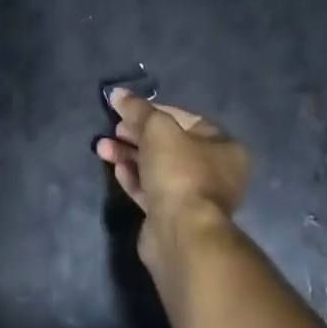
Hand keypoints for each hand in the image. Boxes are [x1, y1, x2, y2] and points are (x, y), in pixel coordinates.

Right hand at [97, 91, 249, 255]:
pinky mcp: (173, 217)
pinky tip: (116, 169)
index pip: (186, 119)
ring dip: (129, 155)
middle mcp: (214, 171)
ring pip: (157, 167)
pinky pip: (151, 190)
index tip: (128, 109)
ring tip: (102, 148)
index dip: (155, 111)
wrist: (181, 233)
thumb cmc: (179, 171)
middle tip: (113, 128)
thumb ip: (137, 109)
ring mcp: (194, 196)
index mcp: (223, 147)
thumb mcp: (157, 129)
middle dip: (137, 134)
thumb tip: (118, 94)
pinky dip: (134, 178)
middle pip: (170, 144)